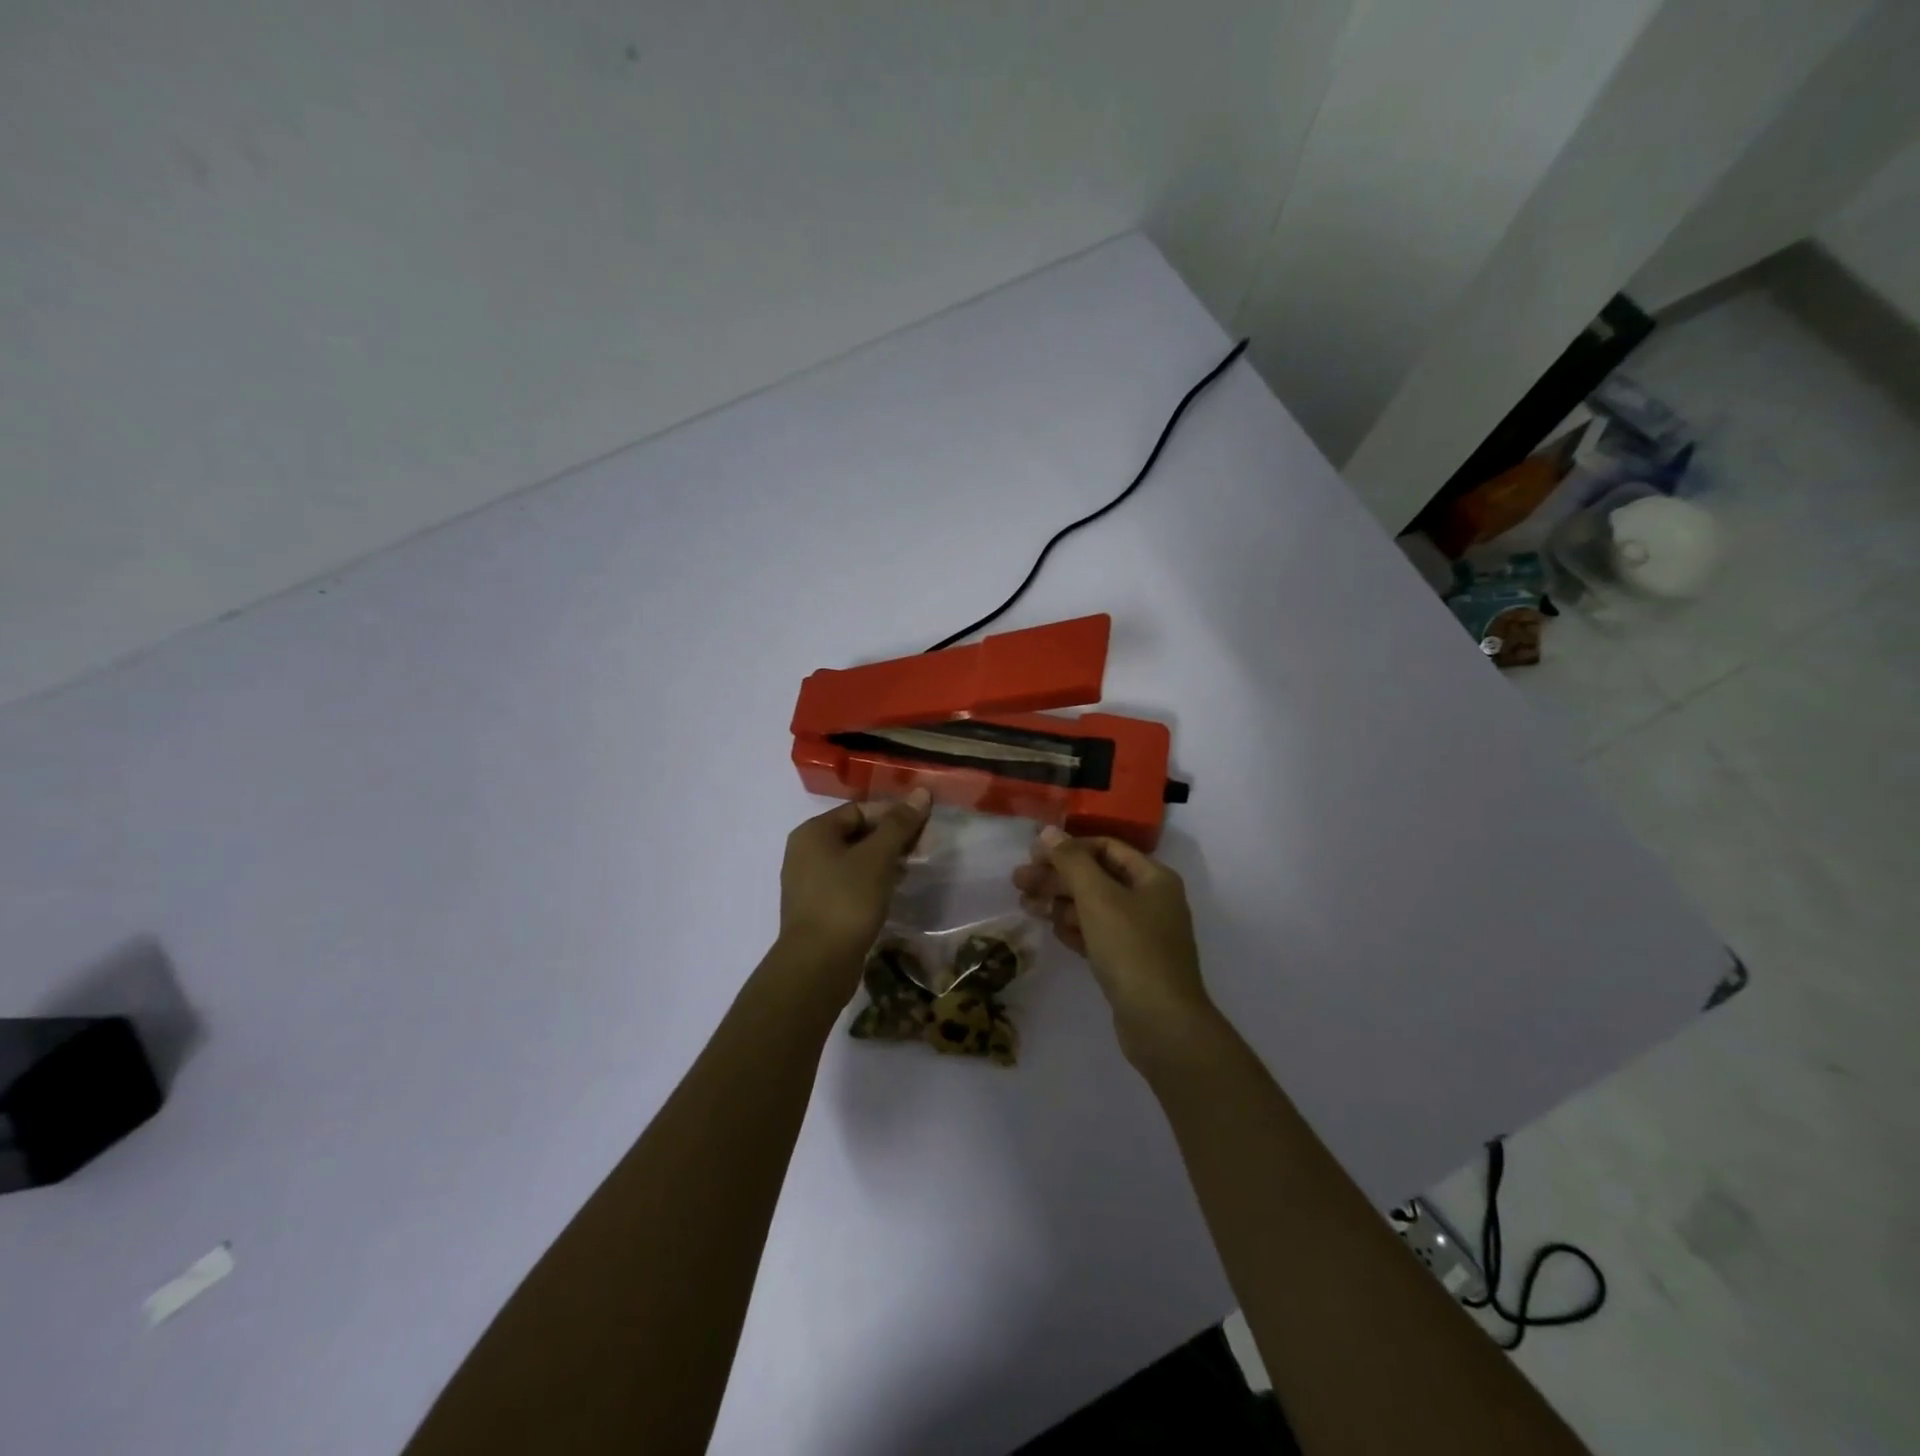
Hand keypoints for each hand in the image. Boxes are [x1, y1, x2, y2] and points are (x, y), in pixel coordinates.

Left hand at [777, 789, 931, 991]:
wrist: (817, 964)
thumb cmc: (847, 901)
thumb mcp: (878, 858)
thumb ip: (900, 824)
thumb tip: (921, 792)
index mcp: (813, 832)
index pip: (860, 809)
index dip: (894, 814)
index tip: (924, 827)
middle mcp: (805, 851)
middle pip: (856, 833)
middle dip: (891, 838)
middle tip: (923, 849)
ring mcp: (809, 881)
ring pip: (854, 859)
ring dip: (884, 860)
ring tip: (912, 870)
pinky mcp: (818, 907)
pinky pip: (848, 882)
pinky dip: (871, 881)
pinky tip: (892, 891)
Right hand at [1013, 826, 1217, 1061]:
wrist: (1162, 1023)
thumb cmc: (1131, 949)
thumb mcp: (1098, 898)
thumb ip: (1071, 861)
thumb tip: (1048, 832)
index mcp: (1153, 877)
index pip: (1105, 847)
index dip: (1068, 848)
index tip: (1033, 855)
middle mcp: (1151, 900)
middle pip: (1097, 877)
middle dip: (1057, 877)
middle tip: (1018, 882)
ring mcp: (1142, 933)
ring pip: (1094, 907)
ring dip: (1060, 903)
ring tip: (1026, 906)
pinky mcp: (1131, 962)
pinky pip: (1098, 934)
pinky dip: (1075, 929)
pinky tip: (1052, 931)